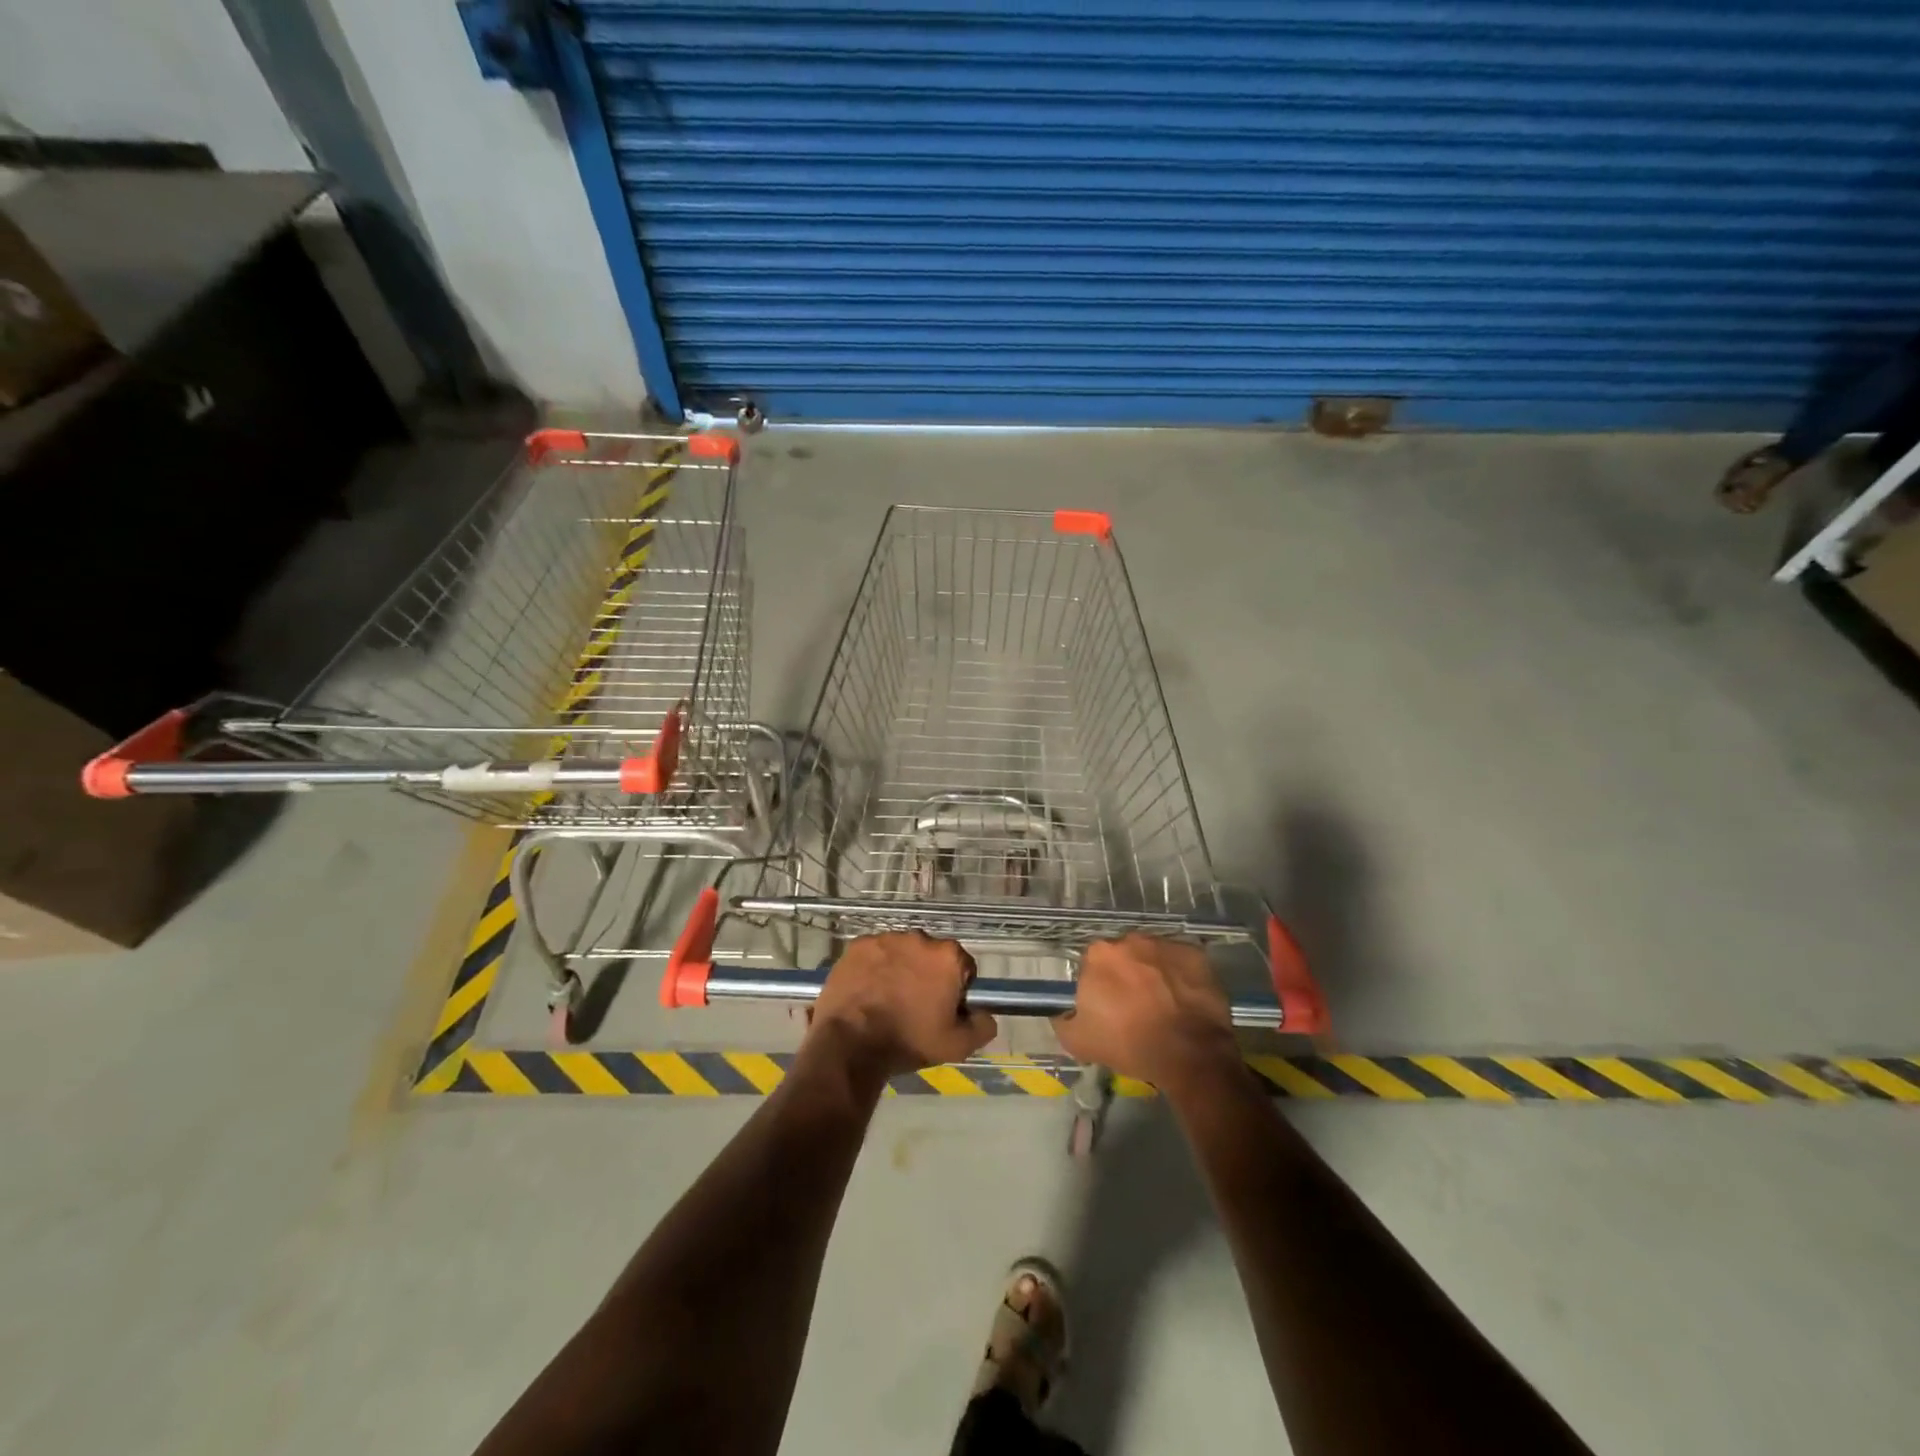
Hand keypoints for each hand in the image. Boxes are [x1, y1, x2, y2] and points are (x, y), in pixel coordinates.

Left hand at [805, 933, 996, 1083]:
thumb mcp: (957, 1045)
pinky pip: (874, 954)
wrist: (851, 1042)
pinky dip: (874, 968)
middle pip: (931, 956)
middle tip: (915, 1006)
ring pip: (902, 953)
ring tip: (887, 1000)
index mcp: (948, 956)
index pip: (963, 966)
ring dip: (900, 969)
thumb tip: (986, 1014)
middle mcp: (920, 938)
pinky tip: (867, 992)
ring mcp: (886, 939)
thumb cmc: (909, 1040)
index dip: (956, 989)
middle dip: (927, 975)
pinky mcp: (858, 945)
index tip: (943, 1009)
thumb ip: (982, 1026)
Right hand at [1056, 935, 1240, 1094]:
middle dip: (1126, 976)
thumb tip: (1062, 1013)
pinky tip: (1183, 1000)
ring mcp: (1164, 943)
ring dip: (1152, 973)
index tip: (1107, 1007)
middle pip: (1122, 956)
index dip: (1099, 986)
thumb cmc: (1130, 1044)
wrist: (1190, 1053)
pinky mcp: (1194, 953)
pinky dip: (1179, 976)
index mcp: (1098, 954)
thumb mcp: (1079, 1042)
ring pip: (1151, 956)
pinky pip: (1179, 961)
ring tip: (1163, 1005)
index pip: (1092, 965)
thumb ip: (1063, 1020)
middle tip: (1135, 1006)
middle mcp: (1129, 940)